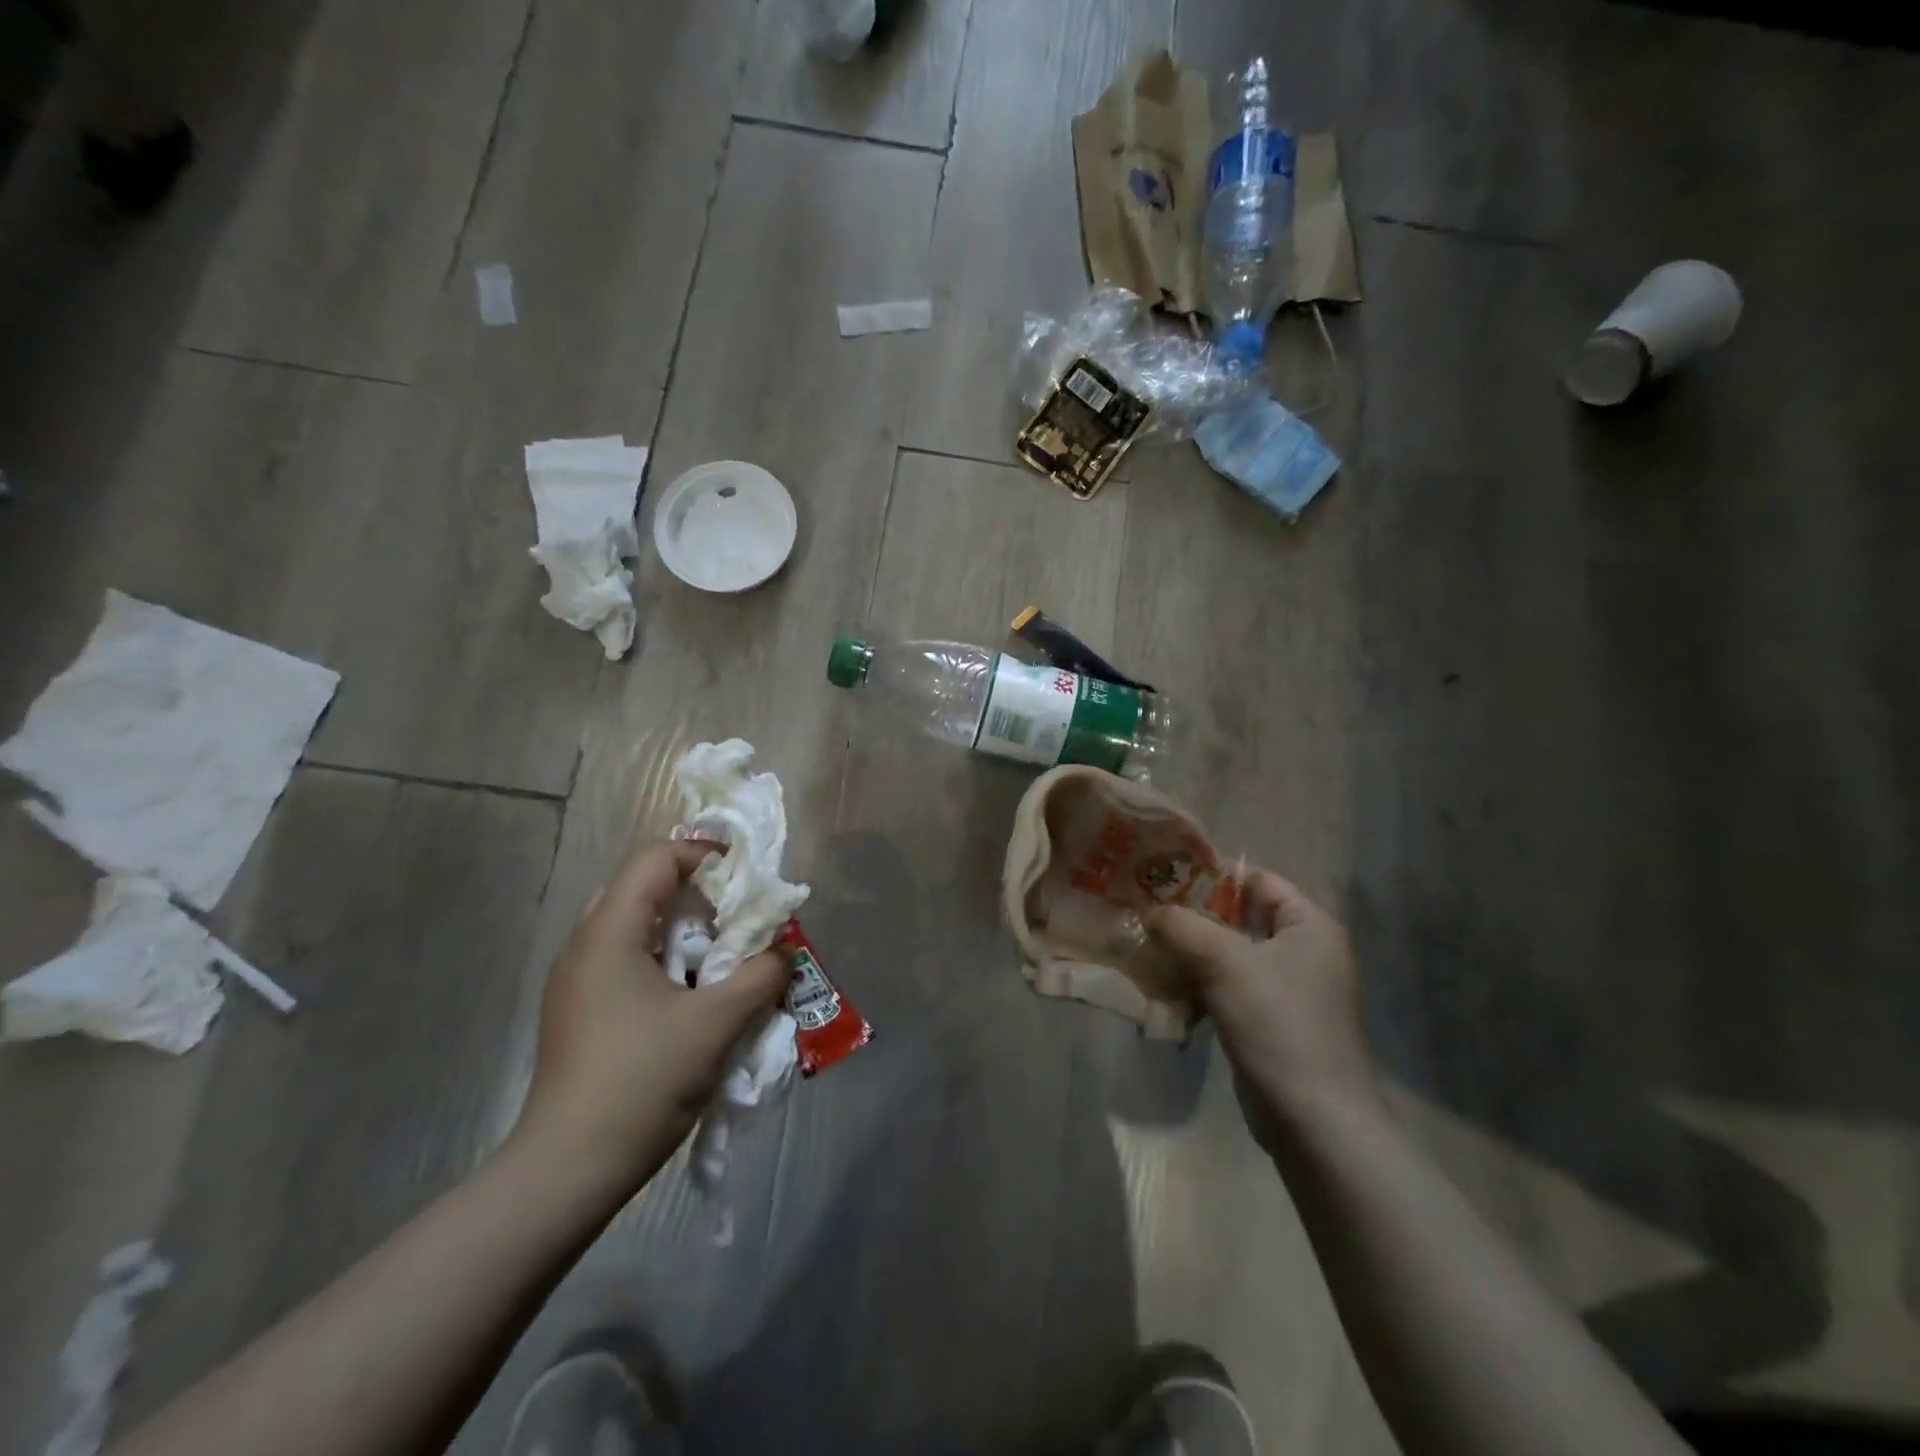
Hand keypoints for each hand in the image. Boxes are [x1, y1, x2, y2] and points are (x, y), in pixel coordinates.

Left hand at [511, 839, 788, 1195]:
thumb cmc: (641, 1082)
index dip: (703, 854)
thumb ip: (760, 975)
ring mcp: (577, 983)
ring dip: (684, 930)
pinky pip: (628, 962)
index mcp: (608, 933)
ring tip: (722, 954)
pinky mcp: (581, 1014)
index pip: (655, 859)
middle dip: (697, 893)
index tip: (746, 877)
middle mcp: (585, 947)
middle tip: (735, 915)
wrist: (567, 1171)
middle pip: (643, 888)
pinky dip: (667, 960)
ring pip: (636, 927)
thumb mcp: (716, 1023)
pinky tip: (694, 994)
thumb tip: (784, 950)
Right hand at [1148, 868, 1375, 1145]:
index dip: (1211, 874)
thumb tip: (1151, 911)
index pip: (1257, 880)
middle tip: (1147, 912)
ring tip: (1147, 949)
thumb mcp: (1224, 961)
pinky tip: (1165, 990)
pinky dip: (1199, 986)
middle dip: (1193, 917)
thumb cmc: (1277, 1022)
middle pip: (1240, 918)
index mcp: (1309, 925)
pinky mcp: (1271, 1022)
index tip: (1164, 876)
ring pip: (1230, 956)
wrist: (1313, 1119)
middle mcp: (1304, 951)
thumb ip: (1183, 926)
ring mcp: (1289, 990)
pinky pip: (1229, 989)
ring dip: (1191, 954)